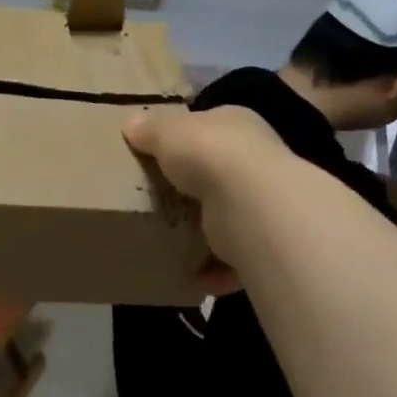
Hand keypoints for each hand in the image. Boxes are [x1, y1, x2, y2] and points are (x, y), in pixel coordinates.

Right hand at [123, 104, 286, 268]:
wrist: (249, 205)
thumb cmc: (207, 153)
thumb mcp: (166, 131)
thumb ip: (150, 129)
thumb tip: (132, 124)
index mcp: (237, 123)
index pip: (212, 125)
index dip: (188, 136)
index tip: (162, 153)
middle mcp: (257, 159)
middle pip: (220, 170)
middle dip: (194, 186)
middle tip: (160, 198)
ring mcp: (264, 202)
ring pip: (229, 215)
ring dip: (206, 230)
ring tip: (171, 239)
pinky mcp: (264, 243)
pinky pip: (235, 258)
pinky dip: (215, 269)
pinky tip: (191, 274)